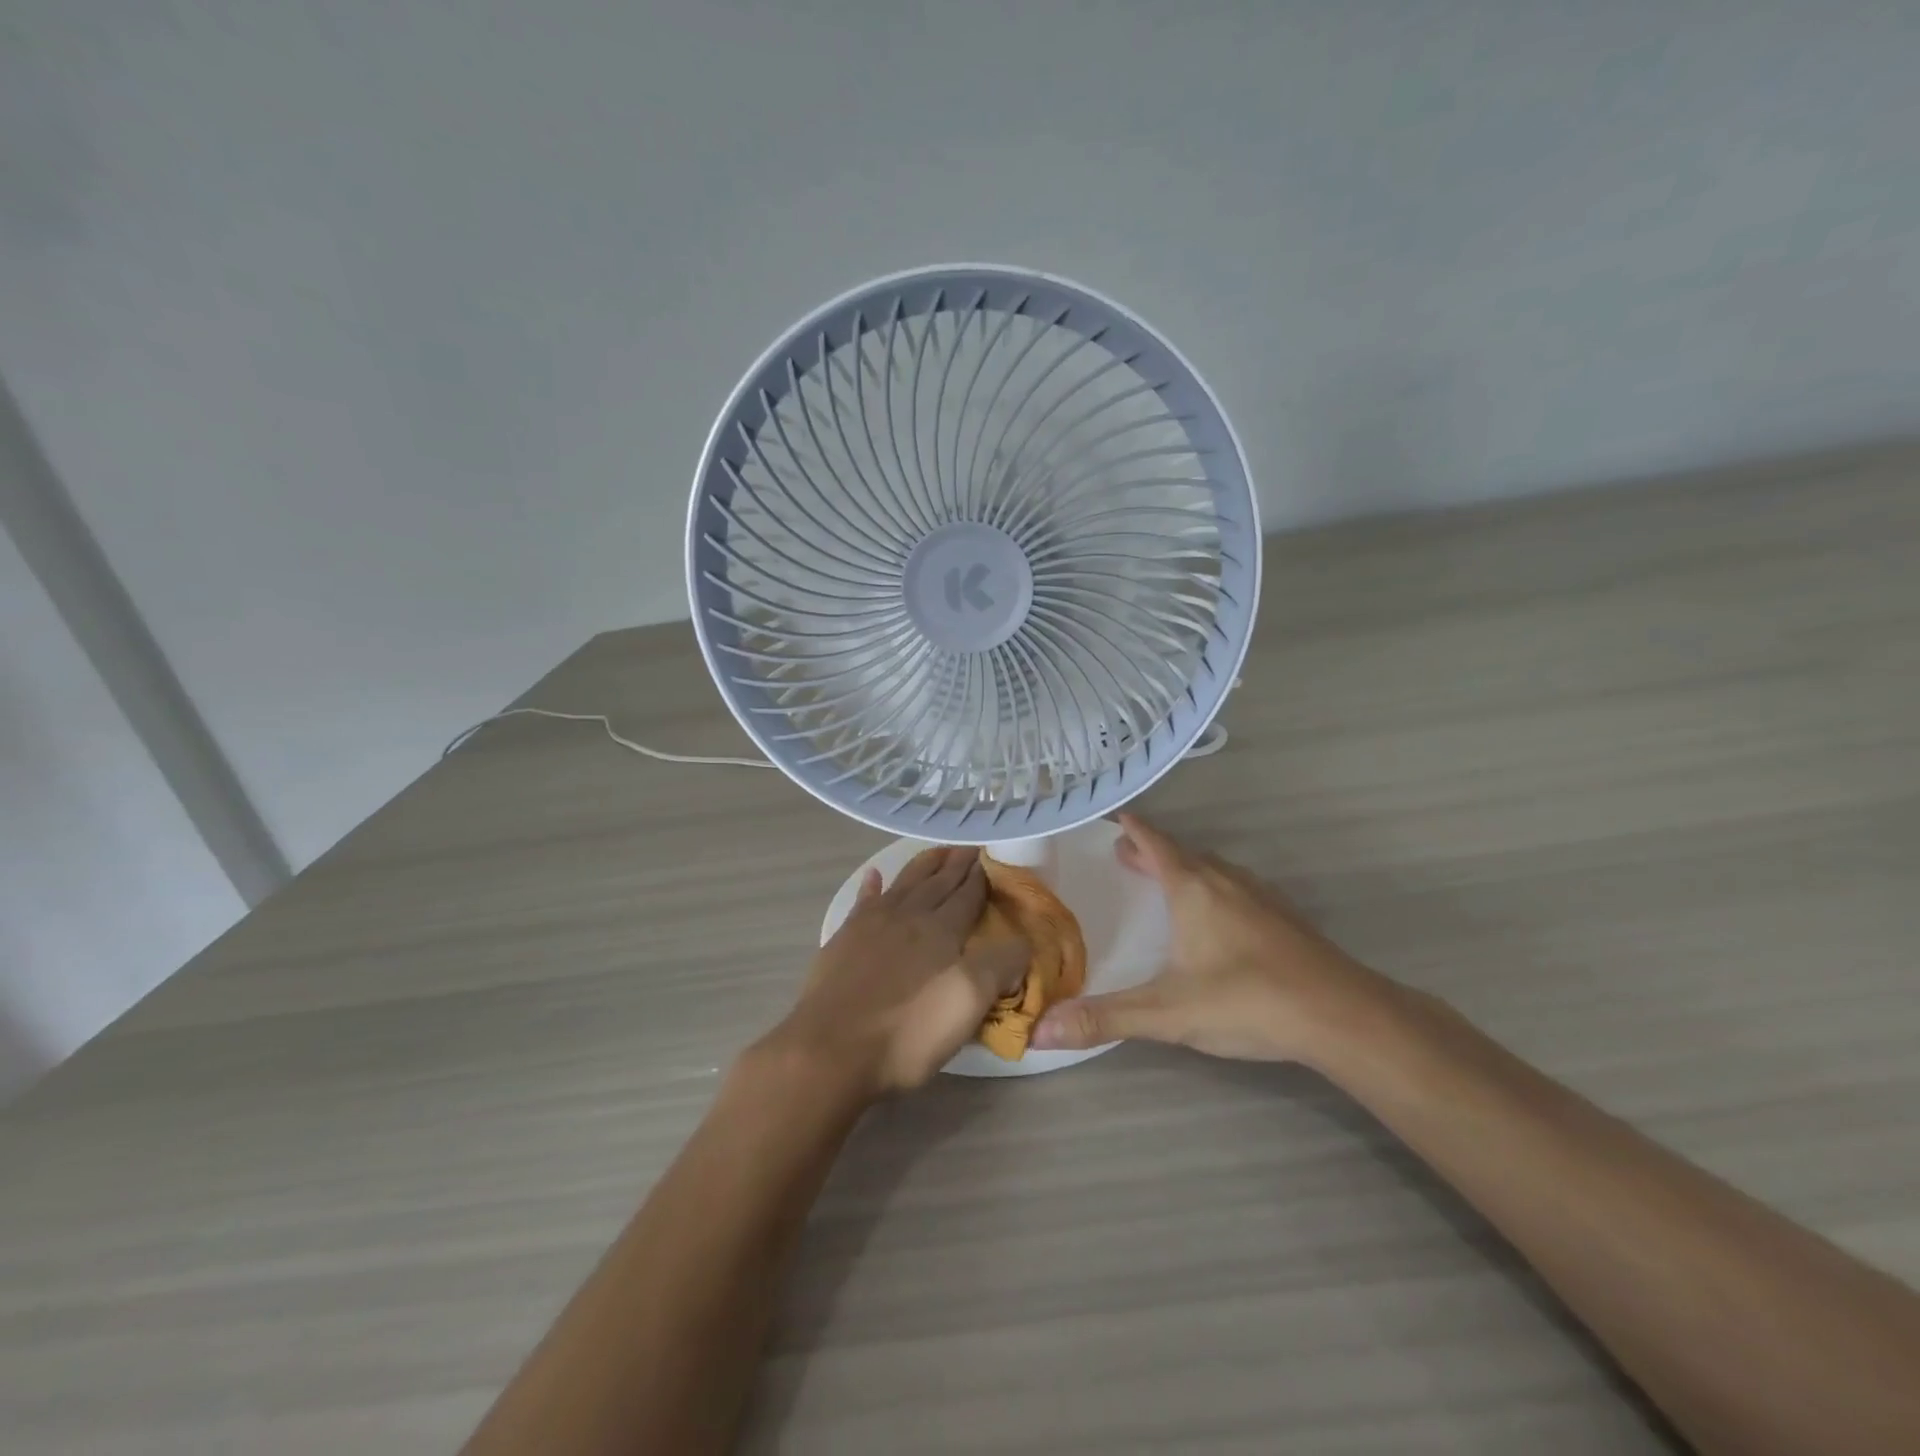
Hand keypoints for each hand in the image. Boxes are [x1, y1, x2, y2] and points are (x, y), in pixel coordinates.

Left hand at [757, 847, 1026, 1098]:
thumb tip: (1022, 942)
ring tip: (938, 851)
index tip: (992, 858)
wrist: (832, 1049)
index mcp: (941, 930)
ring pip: (904, 884)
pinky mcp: (844, 939)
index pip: (968, 895)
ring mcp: (872, 924)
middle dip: (956, 865)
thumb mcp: (969, 1002)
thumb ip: (1000, 966)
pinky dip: (871, 886)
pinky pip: (863, 901)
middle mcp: (909, 917)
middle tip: (970, 847)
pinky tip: (875, 876)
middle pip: (938, 883)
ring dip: (923, 865)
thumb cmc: (908, 1032)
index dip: (982, 877)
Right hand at [1031, 814, 1393, 1064]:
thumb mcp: (1167, 1012)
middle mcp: (1225, 882)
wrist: (1343, 1015)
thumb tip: (1040, 1030)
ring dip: (1185, 868)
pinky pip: (1237, 888)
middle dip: (1152, 851)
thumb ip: (1105, 1018)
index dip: (1133, 829)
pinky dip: (1214, 887)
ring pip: (1214, 869)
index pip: (1155, 843)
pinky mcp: (1285, 919)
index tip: (1115, 817)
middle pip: (1182, 854)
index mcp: (1193, 889)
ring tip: (1167, 880)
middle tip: (1126, 854)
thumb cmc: (1247, 1000)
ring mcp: (1260, 897)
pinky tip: (1220, 916)